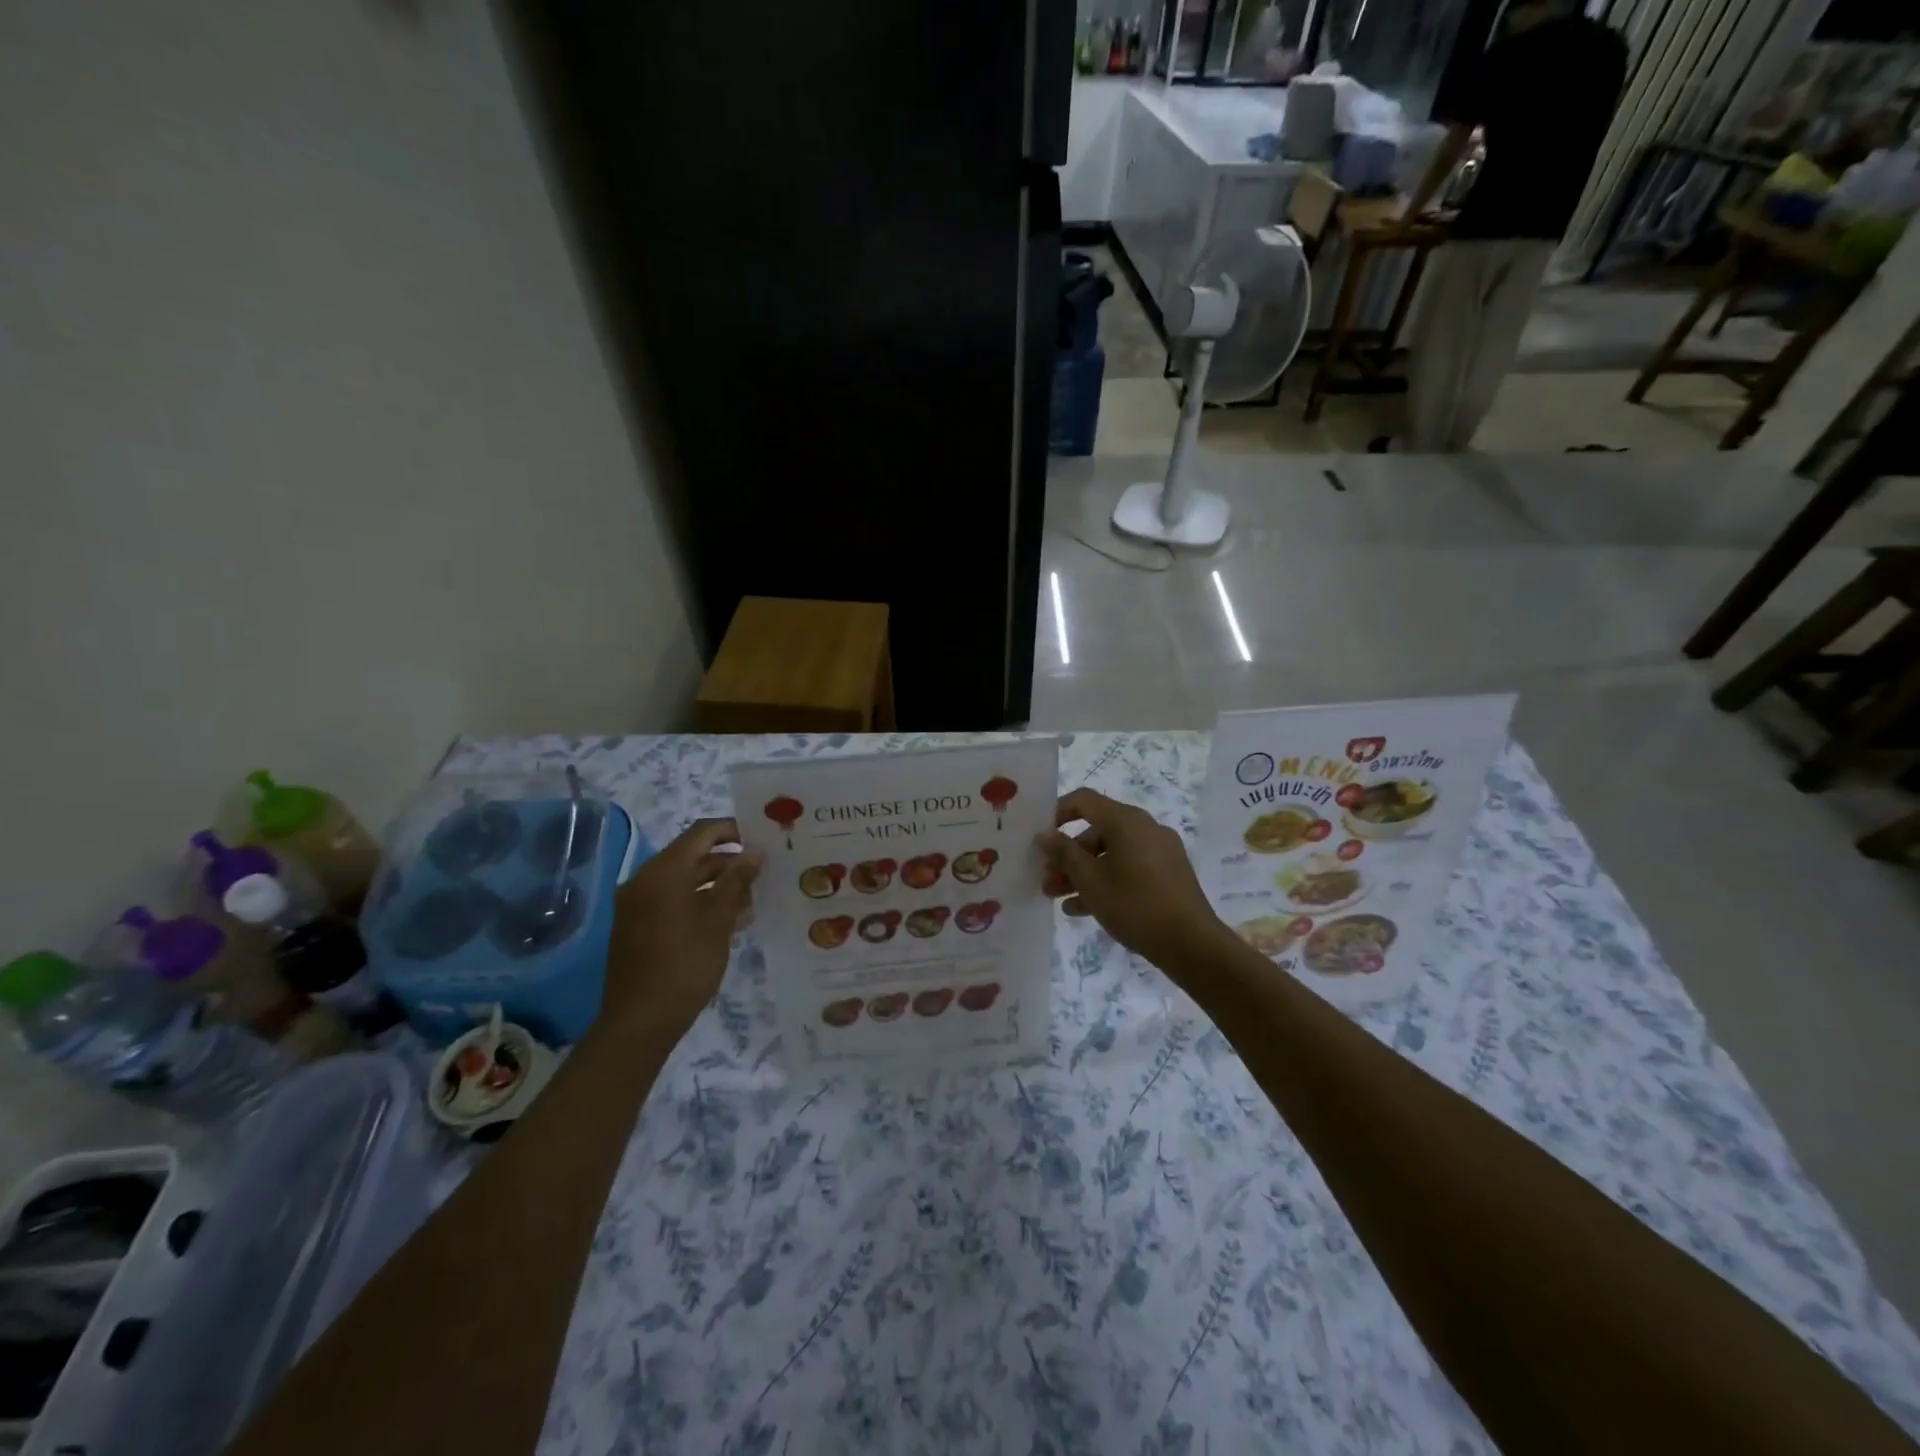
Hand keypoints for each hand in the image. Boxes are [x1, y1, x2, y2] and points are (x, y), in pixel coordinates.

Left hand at [603, 818, 761, 1037]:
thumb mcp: (719, 920)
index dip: (733, 830)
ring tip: (752, 902)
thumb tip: (756, 851)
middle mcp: (645, 880)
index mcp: (664, 871)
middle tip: (763, 873)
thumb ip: (737, 880)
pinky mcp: (638, 926)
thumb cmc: (685, 964)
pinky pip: (673, 901)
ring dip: (718, 885)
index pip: (702, 832)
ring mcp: (638, 904)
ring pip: (685, 881)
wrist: (640, 1021)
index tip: (762, 840)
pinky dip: (700, 902)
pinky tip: (729, 922)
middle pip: (693, 856)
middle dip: (729, 863)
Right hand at [1038, 789, 1234, 976]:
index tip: (1040, 836)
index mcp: (1126, 821)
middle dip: (1067, 855)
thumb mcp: (1091, 881)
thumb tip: (1044, 834)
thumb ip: (1064, 854)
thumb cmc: (1135, 906)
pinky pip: (1128, 868)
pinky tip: (1083, 909)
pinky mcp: (1167, 873)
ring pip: (1111, 854)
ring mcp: (1159, 851)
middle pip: (1096, 832)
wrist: (1192, 944)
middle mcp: (1144, 828)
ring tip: (1058, 898)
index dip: (1057, 813)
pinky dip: (1106, 881)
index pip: (1084, 800)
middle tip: (1046, 879)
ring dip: (1083, 872)